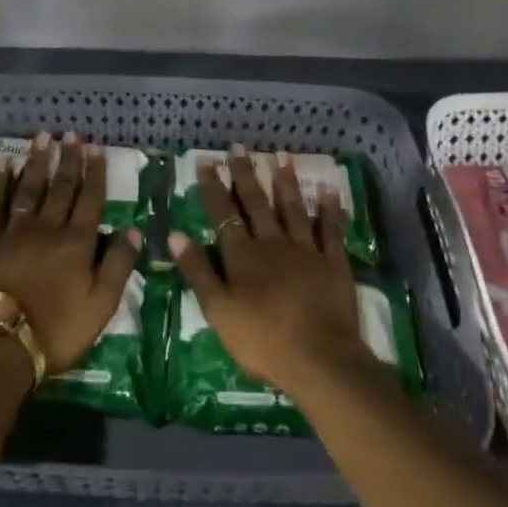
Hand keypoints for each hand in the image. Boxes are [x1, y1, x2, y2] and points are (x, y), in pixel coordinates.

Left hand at [0, 133, 142, 374]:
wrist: (0, 343)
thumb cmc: (57, 330)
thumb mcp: (102, 306)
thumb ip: (118, 265)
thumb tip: (134, 229)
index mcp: (77, 243)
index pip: (90, 199)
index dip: (95, 173)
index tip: (96, 148)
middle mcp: (48, 227)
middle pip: (61, 187)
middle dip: (68, 159)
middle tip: (71, 134)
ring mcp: (14, 231)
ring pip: (29, 188)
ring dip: (37, 161)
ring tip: (42, 138)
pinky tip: (3, 164)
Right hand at [169, 145, 369, 394]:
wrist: (320, 359)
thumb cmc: (262, 340)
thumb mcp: (218, 311)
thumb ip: (197, 271)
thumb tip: (174, 234)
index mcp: (242, 255)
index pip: (223, 213)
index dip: (214, 186)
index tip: (208, 161)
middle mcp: (272, 243)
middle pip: (257, 203)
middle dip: (246, 174)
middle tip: (239, 147)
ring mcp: (306, 250)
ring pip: (293, 208)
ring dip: (286, 181)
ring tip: (281, 156)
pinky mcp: (333, 262)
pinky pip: (331, 230)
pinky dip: (329, 209)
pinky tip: (328, 190)